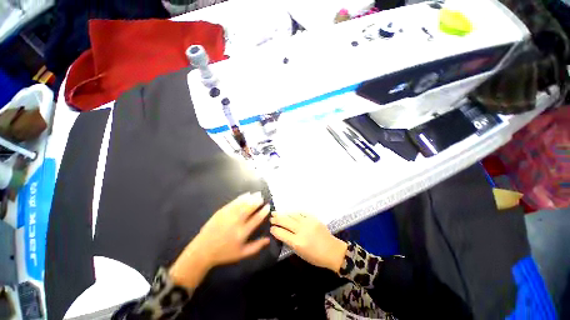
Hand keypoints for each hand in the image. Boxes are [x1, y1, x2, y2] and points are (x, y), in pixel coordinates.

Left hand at [170, 192, 270, 287]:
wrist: (202, 251)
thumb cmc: (224, 253)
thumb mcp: (242, 254)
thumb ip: (256, 247)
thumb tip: (268, 239)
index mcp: (242, 233)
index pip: (256, 219)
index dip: (263, 211)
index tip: (268, 206)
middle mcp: (236, 222)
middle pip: (249, 208)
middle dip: (257, 201)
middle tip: (262, 197)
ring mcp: (227, 216)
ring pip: (242, 203)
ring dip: (250, 197)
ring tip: (257, 194)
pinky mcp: (221, 212)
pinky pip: (233, 202)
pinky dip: (241, 197)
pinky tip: (246, 195)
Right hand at [270, 212, 346, 272]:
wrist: (332, 250)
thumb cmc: (316, 257)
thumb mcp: (300, 253)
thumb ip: (290, 242)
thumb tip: (282, 234)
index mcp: (297, 242)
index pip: (281, 233)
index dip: (274, 230)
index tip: (271, 228)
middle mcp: (301, 230)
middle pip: (285, 222)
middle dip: (276, 219)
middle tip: (271, 217)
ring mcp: (307, 222)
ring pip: (292, 215)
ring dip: (283, 213)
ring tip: (276, 212)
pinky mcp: (313, 218)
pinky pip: (301, 212)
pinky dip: (294, 212)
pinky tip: (290, 212)